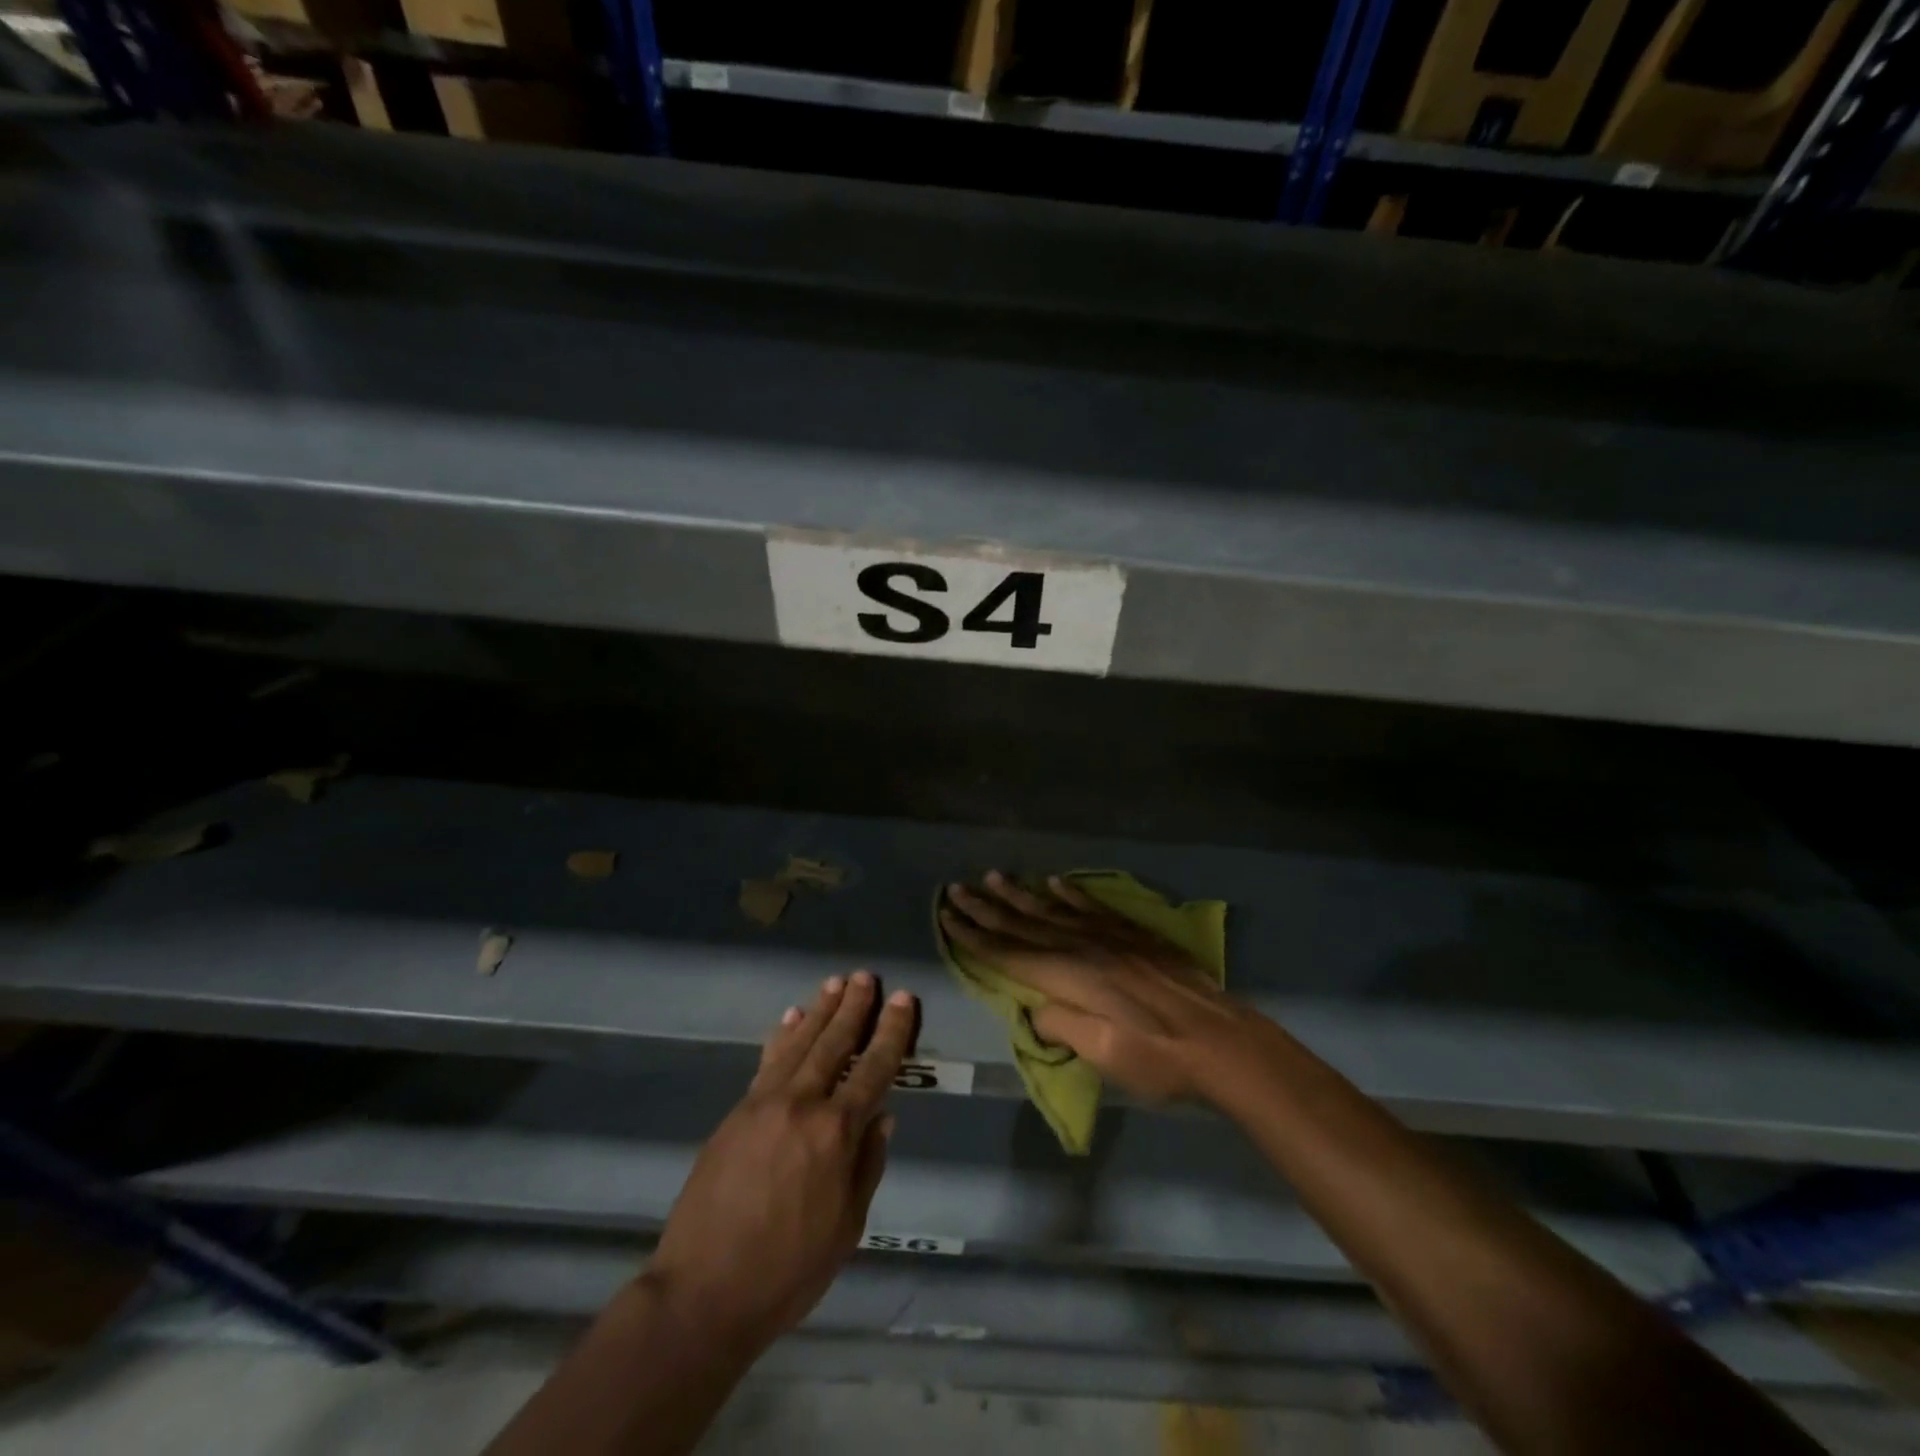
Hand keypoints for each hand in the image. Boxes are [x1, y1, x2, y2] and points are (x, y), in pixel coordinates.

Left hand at [646, 971, 917, 1351]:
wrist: (703, 1292)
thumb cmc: (787, 1271)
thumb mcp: (847, 1228)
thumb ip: (867, 1165)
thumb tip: (882, 1117)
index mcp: (836, 1133)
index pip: (874, 1069)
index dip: (890, 1031)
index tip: (902, 999)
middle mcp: (802, 1104)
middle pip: (834, 1043)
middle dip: (853, 1007)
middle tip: (867, 976)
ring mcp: (764, 1104)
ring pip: (800, 1043)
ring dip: (820, 1010)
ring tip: (836, 982)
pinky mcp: (737, 1112)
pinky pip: (767, 1062)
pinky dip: (783, 1036)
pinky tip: (792, 1017)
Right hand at [941, 872, 1263, 1103]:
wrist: (1223, 1042)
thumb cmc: (1159, 1058)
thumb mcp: (1103, 1054)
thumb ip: (1061, 1026)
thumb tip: (1035, 1008)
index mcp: (1071, 977)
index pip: (1010, 953)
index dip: (976, 937)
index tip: (948, 917)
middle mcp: (1084, 947)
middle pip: (1025, 924)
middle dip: (987, 908)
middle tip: (956, 888)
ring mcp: (1111, 937)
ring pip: (1054, 910)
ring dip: (1020, 895)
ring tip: (994, 877)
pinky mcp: (1134, 936)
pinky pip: (1093, 907)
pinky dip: (1070, 894)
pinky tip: (1054, 883)